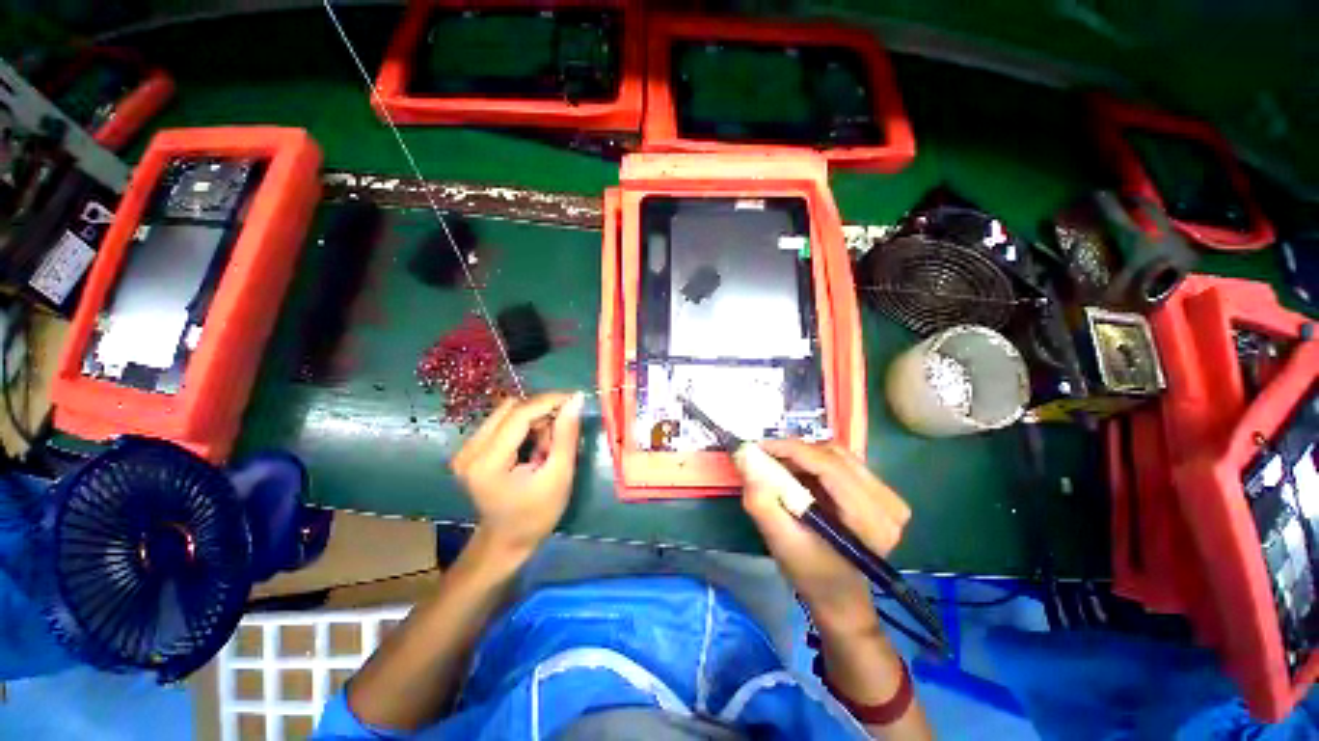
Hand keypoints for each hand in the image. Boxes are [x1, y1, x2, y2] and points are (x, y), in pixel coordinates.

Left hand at [451, 392, 583, 558]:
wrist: (507, 541)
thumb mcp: (559, 475)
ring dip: (534, 420)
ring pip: (507, 412)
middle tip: (560, 435)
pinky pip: (502, 422)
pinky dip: (524, 427)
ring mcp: (465, 449)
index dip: (549, 401)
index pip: (519, 414)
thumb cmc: (537, 514)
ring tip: (546, 446)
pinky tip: (533, 447)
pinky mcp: (470, 449)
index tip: (575, 399)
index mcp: (487, 462)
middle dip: (542, 414)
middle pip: (511, 409)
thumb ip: (566, 435)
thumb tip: (576, 399)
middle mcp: (469, 451)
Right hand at [735, 439, 911, 631]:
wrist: (839, 595)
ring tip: (779, 465)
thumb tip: (745, 456)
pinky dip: (815, 461)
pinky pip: (842, 462)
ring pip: (837, 454)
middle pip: (833, 455)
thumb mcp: (779, 541)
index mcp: (870, 520)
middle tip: (764, 457)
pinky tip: (798, 473)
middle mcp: (888, 504)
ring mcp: (888, 497)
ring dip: (804, 455)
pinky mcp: (881, 493)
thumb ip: (761, 500)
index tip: (757, 446)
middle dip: (794, 451)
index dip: (790, 449)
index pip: (828, 465)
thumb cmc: (810, 574)